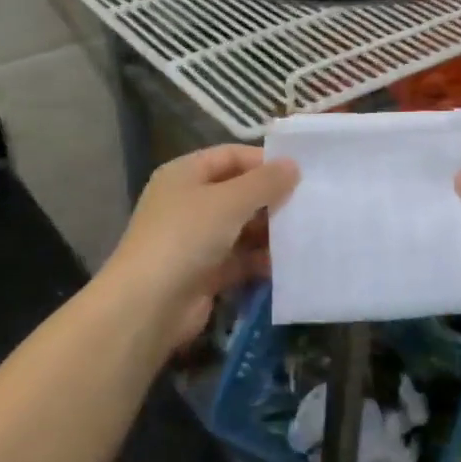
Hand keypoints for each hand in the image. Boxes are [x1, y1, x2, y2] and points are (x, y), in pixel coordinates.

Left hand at [102, 145, 298, 349]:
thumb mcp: (229, 201)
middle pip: (238, 193)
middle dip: (271, 198)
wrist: (149, 305)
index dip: (263, 161)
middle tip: (311, 203)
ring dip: (270, 231)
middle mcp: (189, 203)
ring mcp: (196, 240)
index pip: (230, 156)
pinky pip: (240, 260)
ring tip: (307, 232)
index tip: (301, 172)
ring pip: (242, 228)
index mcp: (185, 175)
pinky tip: (290, 263)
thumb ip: (265, 182)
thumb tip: (292, 165)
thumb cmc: (187, 237)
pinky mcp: (205, 273)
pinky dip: (261, 260)